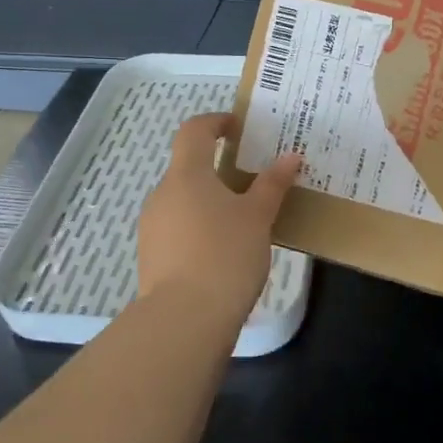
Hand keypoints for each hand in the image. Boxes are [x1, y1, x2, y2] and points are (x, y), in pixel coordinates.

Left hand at [137, 113, 302, 321]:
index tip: (239, 127)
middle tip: (254, 181)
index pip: (193, 131)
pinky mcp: (152, 257)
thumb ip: (272, 184)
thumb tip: (290, 157)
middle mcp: (162, 194)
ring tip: (244, 221)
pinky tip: (225, 251)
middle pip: (189, 167)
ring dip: (210, 202)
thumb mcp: (258, 217)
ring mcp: (152, 227)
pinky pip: (179, 228)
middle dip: (219, 169)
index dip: (215, 122)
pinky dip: (200, 228)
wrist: (184, 321)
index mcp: (186, 175)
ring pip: (184, 201)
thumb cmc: (225, 255)